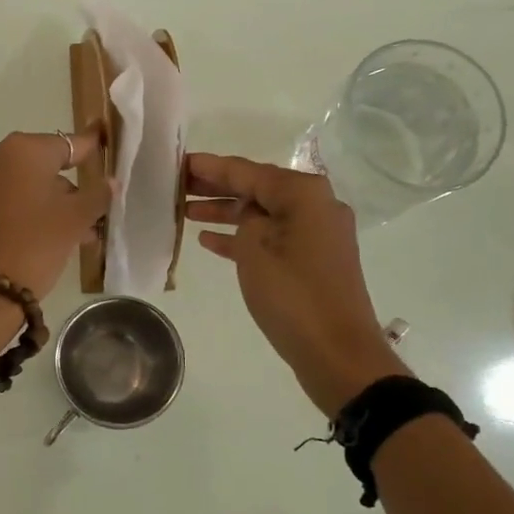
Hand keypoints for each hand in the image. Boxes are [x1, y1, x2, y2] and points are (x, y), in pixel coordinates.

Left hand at [0, 130, 110, 299]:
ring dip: (43, 207)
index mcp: (22, 151)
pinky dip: (16, 217)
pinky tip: (31, 243)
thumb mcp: (74, 222)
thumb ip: (96, 196)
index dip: (89, 151)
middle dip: (66, 192)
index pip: (67, 145)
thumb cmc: (33, 247)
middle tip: (88, 219)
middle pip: (40, 168)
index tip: (103, 149)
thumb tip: (110, 182)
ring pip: (18, 189)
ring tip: (66, 239)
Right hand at [187, 152, 406, 415]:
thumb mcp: (255, 249)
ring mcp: (316, 234)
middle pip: (257, 188)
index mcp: (304, 194)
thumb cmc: (293, 295)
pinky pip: (271, 238)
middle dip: (216, 186)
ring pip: (262, 214)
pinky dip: (242, 237)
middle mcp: (315, 205)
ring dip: (225, 212)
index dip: (210, 167)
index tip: (179, 161)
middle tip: (177, 184)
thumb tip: (248, 216)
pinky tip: (209, 240)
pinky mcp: (313, 260)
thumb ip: (244, 220)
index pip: (247, 171)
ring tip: (184, 211)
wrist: (337, 352)